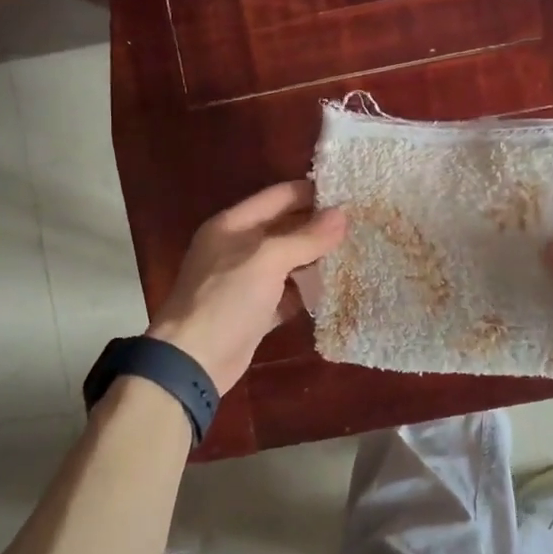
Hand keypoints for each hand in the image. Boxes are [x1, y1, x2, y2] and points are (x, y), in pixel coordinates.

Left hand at [147, 180, 347, 394]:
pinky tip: (335, 289)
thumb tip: (342, 215)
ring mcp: (245, 281)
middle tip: (359, 223)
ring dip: (316, 258)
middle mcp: (237, 247)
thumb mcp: (267, 260)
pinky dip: (307, 291)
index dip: (311, 192)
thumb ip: (306, 237)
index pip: (278, 196)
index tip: (349, 193)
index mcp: (233, 224)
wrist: (193, 361)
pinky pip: (287, 293)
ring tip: (355, 252)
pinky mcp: (254, 311)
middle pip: (285, 228)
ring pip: (288, 261)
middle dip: (318, 226)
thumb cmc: (226, 299)